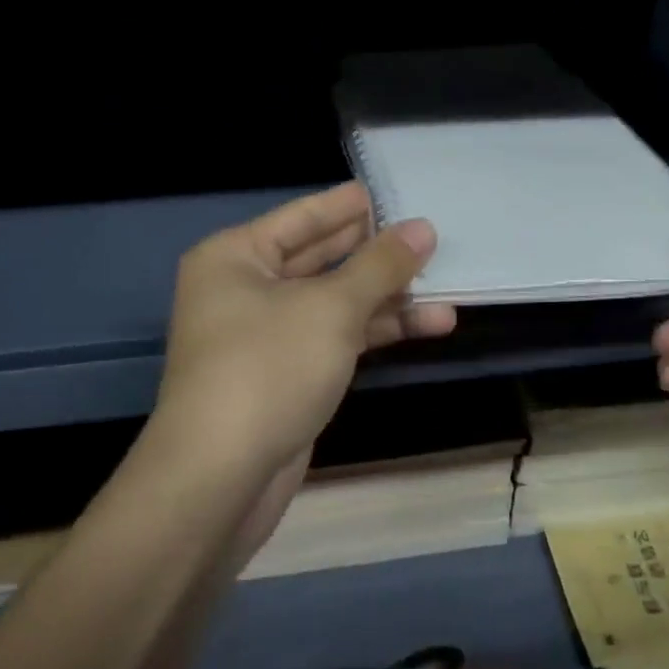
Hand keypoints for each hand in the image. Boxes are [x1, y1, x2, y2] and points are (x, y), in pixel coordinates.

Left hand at [148, 183, 456, 516]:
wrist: (222, 476)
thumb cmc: (268, 367)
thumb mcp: (330, 308)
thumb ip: (380, 266)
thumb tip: (423, 228)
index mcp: (235, 257)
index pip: (300, 218)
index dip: (346, 206)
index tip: (388, 193)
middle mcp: (244, 290)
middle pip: (319, 259)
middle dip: (374, 253)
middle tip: (427, 235)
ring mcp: (264, 336)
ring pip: (333, 304)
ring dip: (387, 298)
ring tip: (446, 286)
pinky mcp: (286, 376)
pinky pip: (336, 338)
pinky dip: (375, 331)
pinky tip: (427, 325)